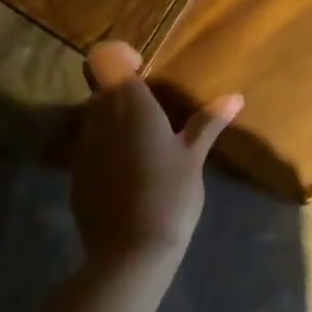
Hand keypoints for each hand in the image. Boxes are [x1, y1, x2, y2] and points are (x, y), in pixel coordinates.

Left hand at [71, 41, 242, 267]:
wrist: (129, 255)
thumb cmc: (168, 193)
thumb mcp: (193, 156)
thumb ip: (208, 122)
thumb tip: (235, 96)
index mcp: (128, 101)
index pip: (104, 56)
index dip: (119, 57)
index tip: (141, 71)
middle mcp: (99, 116)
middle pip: (101, 87)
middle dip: (121, 93)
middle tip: (151, 112)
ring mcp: (83, 147)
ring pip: (94, 117)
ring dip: (113, 122)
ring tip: (143, 145)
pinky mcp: (75, 176)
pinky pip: (90, 148)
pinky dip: (106, 151)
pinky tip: (129, 176)